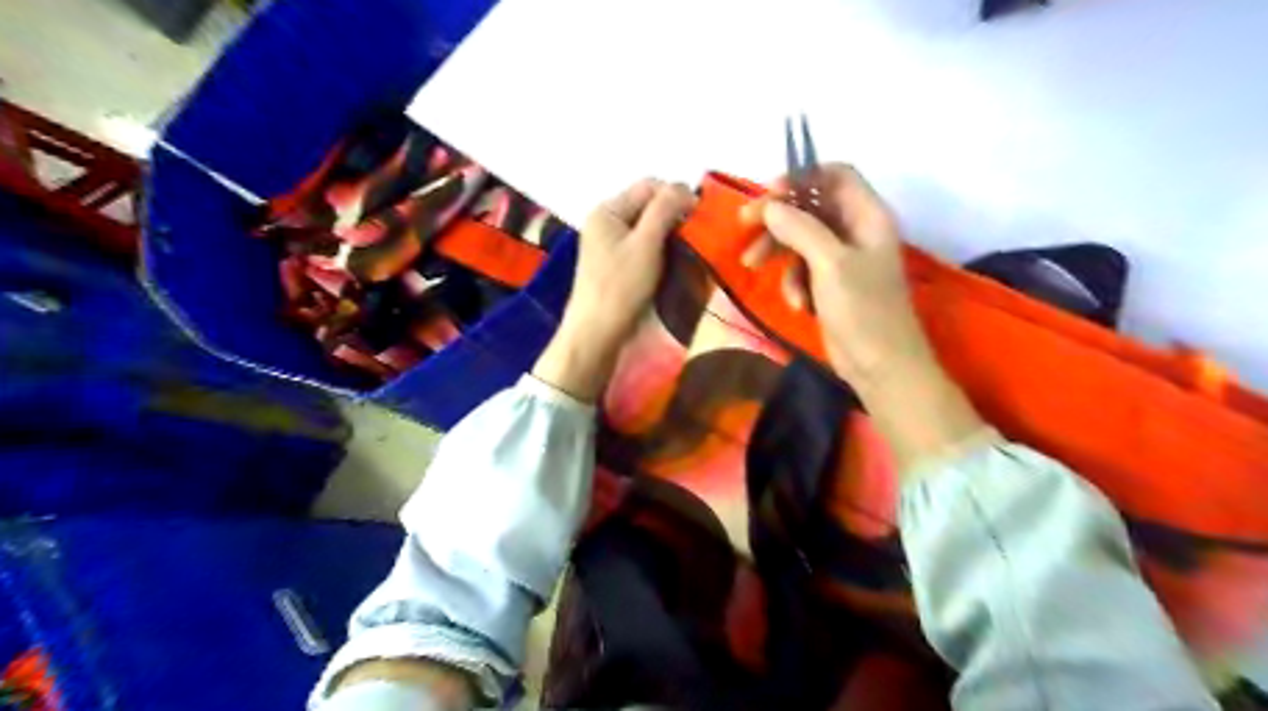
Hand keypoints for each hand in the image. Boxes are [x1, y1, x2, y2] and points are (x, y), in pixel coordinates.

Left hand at [530, 177, 698, 402]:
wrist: (597, 333)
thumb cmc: (621, 287)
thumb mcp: (646, 244)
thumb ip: (665, 209)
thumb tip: (684, 187)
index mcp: (608, 210)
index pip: (649, 186)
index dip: (676, 196)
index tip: (700, 218)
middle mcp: (606, 221)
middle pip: (648, 205)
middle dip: (673, 216)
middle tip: (695, 236)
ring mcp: (609, 243)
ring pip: (648, 227)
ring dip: (669, 234)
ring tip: (688, 250)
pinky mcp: (616, 264)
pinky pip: (643, 245)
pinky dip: (660, 249)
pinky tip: (672, 262)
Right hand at [745, 164, 928, 384]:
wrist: (880, 366)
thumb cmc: (863, 310)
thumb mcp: (829, 264)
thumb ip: (800, 228)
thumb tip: (770, 204)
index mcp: (867, 216)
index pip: (836, 175)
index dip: (803, 177)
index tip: (769, 192)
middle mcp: (856, 231)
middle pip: (811, 206)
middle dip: (778, 216)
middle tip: (744, 224)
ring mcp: (843, 258)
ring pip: (801, 237)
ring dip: (777, 250)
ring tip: (751, 265)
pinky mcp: (830, 283)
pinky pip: (803, 267)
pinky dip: (793, 281)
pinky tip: (797, 303)